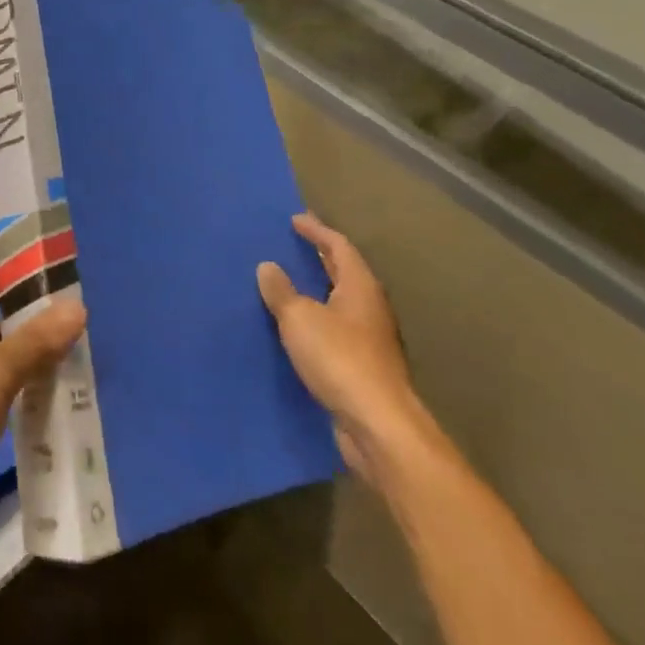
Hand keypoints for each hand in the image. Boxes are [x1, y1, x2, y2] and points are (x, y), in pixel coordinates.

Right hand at [258, 213, 427, 484]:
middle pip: (345, 273)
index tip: (294, 219)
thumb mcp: (300, 318)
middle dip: (320, 257)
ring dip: (317, 290)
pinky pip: (334, 330)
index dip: (317, 231)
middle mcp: (370, 309)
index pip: (340, 247)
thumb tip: (268, 266)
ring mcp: (369, 340)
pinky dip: (315, 320)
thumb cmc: (339, 359)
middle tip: (293, 245)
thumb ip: (282, 291)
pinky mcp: (362, 367)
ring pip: (340, 303)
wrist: (377, 425)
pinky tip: (295, 327)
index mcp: (360, 288)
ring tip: (288, 283)